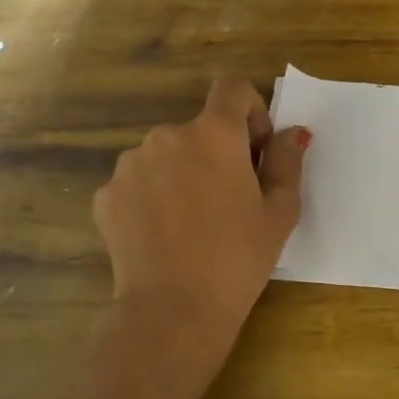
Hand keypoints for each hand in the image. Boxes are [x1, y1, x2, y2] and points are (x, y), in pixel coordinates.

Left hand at [95, 77, 307, 344]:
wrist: (172, 310)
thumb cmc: (238, 259)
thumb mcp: (280, 212)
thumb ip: (287, 162)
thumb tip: (292, 133)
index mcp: (215, 133)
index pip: (232, 87)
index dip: (250, 110)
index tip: (255, 149)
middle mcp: (167, 135)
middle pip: (199, 128)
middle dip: (217, 152)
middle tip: (229, 201)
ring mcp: (130, 164)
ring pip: (166, 155)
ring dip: (182, 174)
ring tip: (192, 224)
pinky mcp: (107, 195)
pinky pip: (138, 183)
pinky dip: (153, 198)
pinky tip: (163, 236)